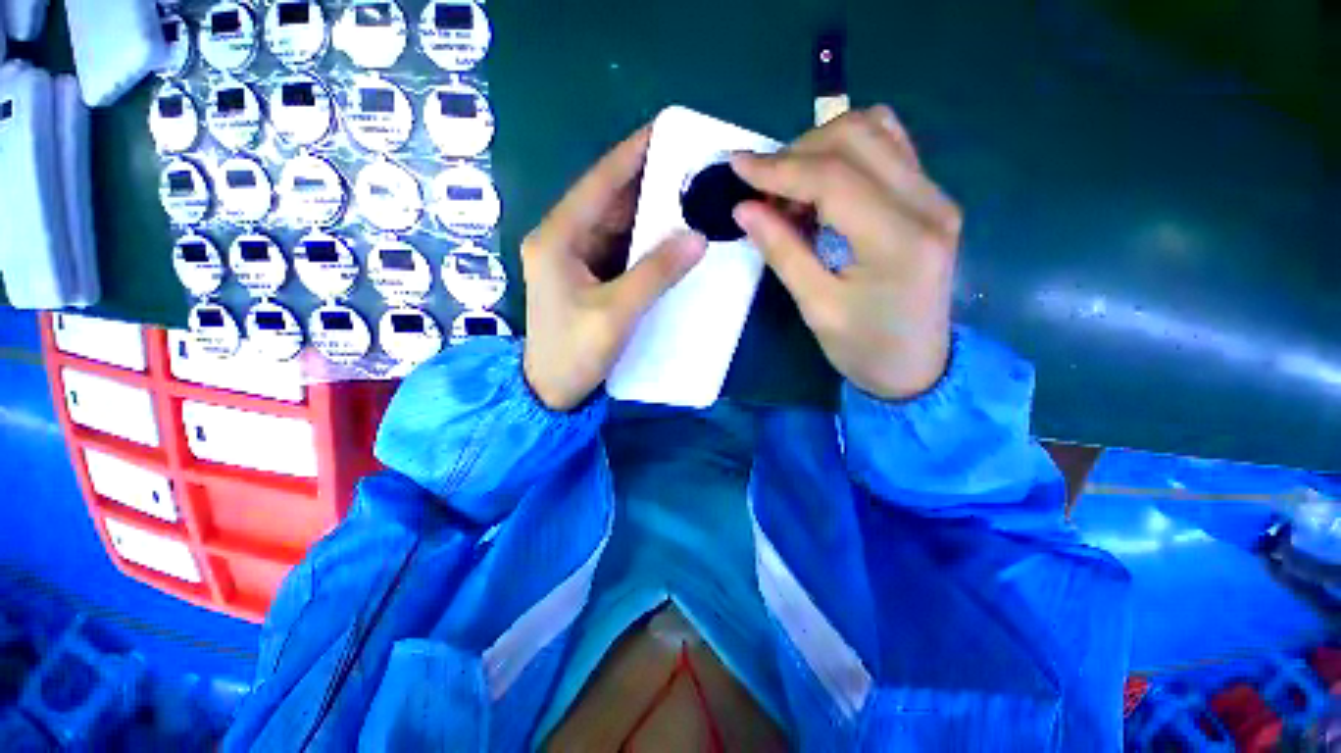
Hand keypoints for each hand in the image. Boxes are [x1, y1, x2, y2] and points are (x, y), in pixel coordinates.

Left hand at [522, 127, 707, 410]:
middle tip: (690, 167)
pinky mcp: (587, 277)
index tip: (667, 130)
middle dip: (647, 183)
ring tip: (689, 196)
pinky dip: (644, 242)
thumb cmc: (573, 353)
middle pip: (608, 201)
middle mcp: (562, 239)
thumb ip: (655, 273)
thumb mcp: (616, 313)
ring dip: (649, 213)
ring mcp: (574, 259)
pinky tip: (671, 236)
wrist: (550, 392)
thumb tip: (697, 238)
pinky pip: (619, 249)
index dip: (632, 154)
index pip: (599, 183)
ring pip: (615, 224)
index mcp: (557, 238)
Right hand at [731, 106, 960, 399]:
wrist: (918, 366)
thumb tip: (743, 208)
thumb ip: (781, 251)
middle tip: (765, 192)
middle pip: (857, 137)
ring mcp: (935, 195)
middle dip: (797, 153)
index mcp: (898, 240)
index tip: (736, 166)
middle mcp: (927, 203)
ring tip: (792, 189)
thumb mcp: (816, 307)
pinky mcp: (931, 198)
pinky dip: (846, 152)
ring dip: (821, 147)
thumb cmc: (864, 348)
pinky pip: (888, 147)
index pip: (833, 178)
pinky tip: (823, 185)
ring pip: (875, 130)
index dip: (778, 168)